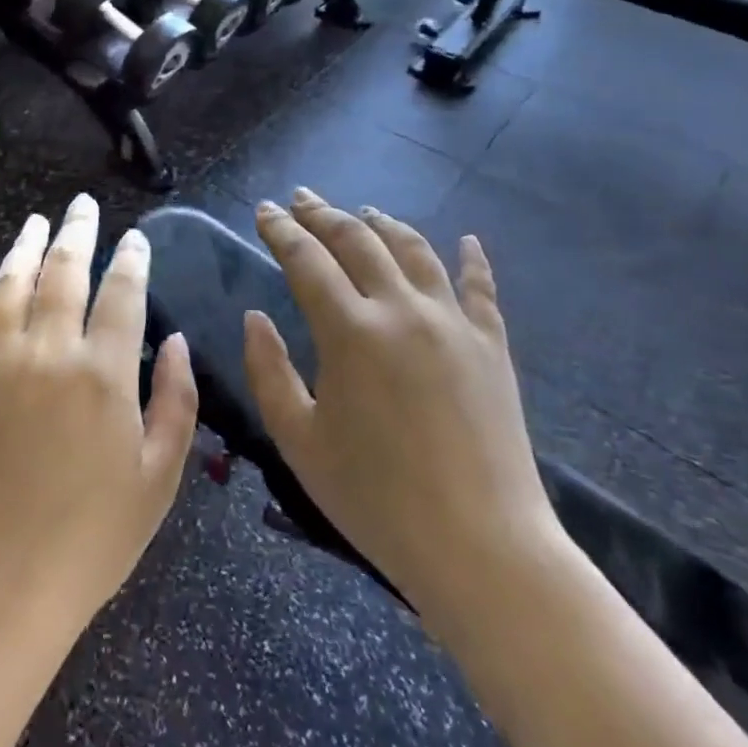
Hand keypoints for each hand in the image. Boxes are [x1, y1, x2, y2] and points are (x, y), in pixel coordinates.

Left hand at [0, 195, 198, 639]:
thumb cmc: (93, 538)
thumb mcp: (159, 478)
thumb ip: (177, 402)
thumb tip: (179, 342)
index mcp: (104, 372)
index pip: (122, 292)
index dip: (132, 259)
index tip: (136, 238)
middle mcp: (49, 352)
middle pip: (65, 272)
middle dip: (77, 232)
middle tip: (82, 205)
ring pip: (11, 284)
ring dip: (25, 247)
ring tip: (36, 221)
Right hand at [242, 188, 562, 620]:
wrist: (482, 547)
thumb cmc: (377, 500)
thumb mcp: (299, 441)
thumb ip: (268, 371)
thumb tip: (255, 317)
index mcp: (350, 331)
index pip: (306, 259)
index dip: (281, 229)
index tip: (265, 209)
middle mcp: (401, 310)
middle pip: (358, 240)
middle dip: (324, 214)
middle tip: (302, 199)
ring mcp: (453, 323)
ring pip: (414, 250)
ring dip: (383, 224)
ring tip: (364, 211)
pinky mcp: (492, 346)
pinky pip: (480, 288)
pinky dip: (471, 259)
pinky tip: (467, 241)